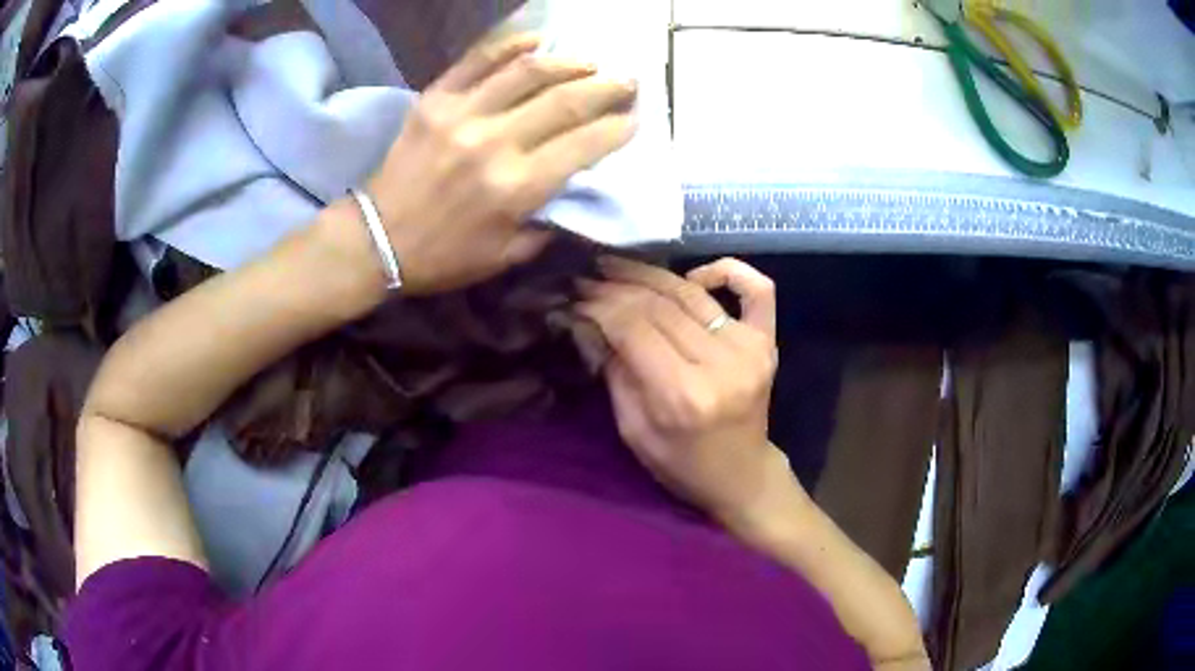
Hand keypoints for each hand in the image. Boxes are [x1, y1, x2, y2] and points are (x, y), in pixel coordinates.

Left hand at [364, 34, 637, 293]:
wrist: (377, 240)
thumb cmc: (443, 256)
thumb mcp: (505, 256)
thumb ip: (548, 225)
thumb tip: (575, 191)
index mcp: (516, 187)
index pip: (584, 145)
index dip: (618, 129)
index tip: (636, 119)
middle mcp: (495, 142)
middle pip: (565, 101)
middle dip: (607, 88)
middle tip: (628, 81)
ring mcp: (462, 114)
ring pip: (528, 72)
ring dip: (568, 62)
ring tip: (590, 62)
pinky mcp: (435, 100)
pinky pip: (477, 60)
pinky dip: (509, 45)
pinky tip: (536, 39)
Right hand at [577, 257, 803, 527]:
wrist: (740, 475)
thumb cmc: (681, 463)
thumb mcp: (633, 429)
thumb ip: (615, 372)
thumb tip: (590, 320)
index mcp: (682, 395)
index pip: (632, 327)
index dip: (599, 306)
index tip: (574, 296)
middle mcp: (719, 364)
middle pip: (658, 304)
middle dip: (615, 287)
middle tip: (588, 278)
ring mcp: (750, 348)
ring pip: (692, 292)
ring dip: (650, 274)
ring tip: (617, 266)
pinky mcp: (767, 341)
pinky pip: (757, 289)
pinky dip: (728, 270)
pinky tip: (694, 275)